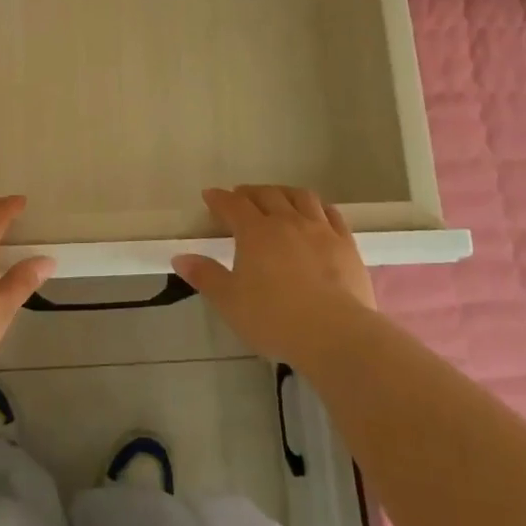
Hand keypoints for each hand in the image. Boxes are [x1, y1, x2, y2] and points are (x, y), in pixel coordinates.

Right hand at [173, 185, 378, 367]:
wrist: (334, 333)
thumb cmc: (274, 318)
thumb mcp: (230, 302)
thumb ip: (205, 276)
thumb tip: (180, 257)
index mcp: (255, 232)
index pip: (233, 205)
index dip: (219, 198)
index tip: (209, 196)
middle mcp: (287, 221)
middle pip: (267, 195)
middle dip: (250, 192)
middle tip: (240, 197)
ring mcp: (320, 229)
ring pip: (300, 197)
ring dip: (284, 193)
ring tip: (277, 198)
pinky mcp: (346, 243)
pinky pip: (331, 214)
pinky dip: (318, 208)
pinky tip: (316, 213)